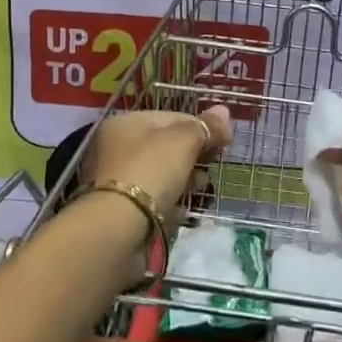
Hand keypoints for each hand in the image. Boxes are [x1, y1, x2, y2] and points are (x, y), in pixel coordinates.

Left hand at [82, 106, 233, 226]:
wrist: (117, 230)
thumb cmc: (150, 172)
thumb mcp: (182, 142)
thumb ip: (204, 127)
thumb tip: (224, 111)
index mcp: (126, 123)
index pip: (172, 117)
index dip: (201, 126)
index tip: (224, 142)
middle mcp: (116, 147)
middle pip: (165, 146)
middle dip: (193, 155)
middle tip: (213, 167)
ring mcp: (116, 180)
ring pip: (159, 173)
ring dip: (184, 179)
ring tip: (203, 188)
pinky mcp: (120, 211)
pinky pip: (153, 199)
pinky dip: (170, 202)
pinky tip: (185, 208)